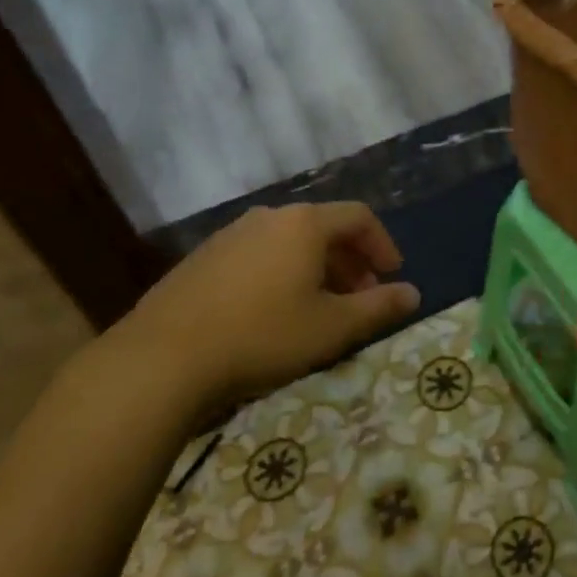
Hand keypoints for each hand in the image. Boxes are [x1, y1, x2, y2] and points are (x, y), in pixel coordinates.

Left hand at [111, 202, 419, 417]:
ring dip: (316, 269)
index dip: (382, 244)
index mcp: (304, 224)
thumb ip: (378, 308)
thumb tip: (414, 294)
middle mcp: (269, 217)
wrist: (162, 359)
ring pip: (289, 243)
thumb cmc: (262, 335)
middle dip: (350, 261)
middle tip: (361, 298)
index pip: (359, 217)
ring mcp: (230, 235)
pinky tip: (273, 313)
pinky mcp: (202, 259)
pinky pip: (258, 256)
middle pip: (323, 228)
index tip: (392, 276)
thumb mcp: (332, 327)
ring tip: (320, 308)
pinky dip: (280, 274)